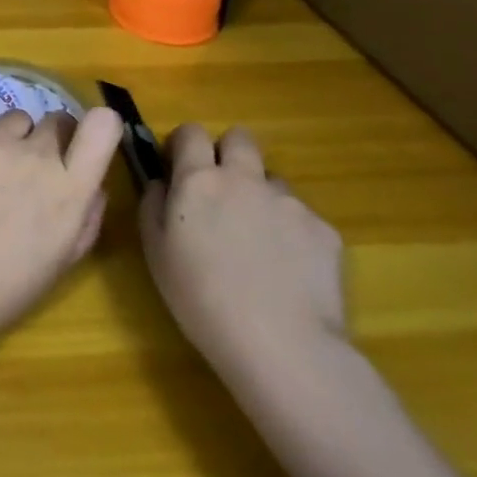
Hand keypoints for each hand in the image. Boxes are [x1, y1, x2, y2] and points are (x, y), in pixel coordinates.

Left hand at [0, 106, 124, 345]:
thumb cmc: (7, 287)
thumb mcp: (64, 260)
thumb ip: (87, 216)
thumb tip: (92, 185)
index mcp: (72, 189)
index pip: (102, 125)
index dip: (96, 128)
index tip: (81, 145)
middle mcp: (39, 156)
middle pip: (57, 120)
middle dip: (51, 139)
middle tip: (31, 169)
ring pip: (16, 120)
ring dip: (12, 139)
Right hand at [139, 124, 346, 391]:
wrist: (281, 344)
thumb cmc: (201, 299)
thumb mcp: (155, 252)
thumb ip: (153, 205)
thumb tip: (161, 182)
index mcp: (199, 181)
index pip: (191, 132)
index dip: (183, 144)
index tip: (178, 167)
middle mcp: (245, 179)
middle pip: (239, 138)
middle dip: (227, 152)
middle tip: (219, 191)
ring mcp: (289, 202)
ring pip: (271, 179)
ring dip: (259, 195)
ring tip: (256, 241)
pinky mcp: (324, 229)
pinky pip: (301, 216)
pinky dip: (289, 232)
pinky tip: (286, 270)